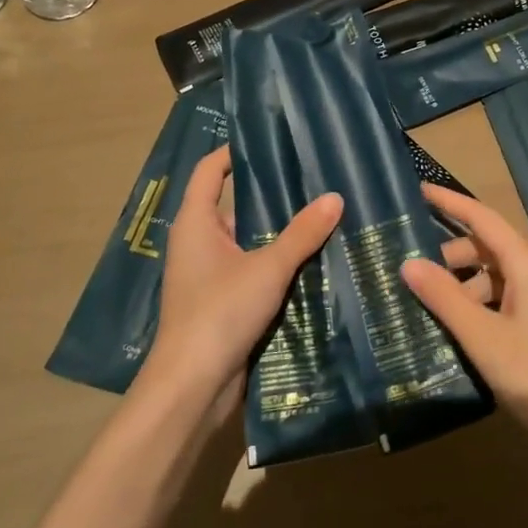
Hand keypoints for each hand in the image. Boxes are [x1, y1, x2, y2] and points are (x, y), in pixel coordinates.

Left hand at [138, 146, 341, 404]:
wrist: (193, 386)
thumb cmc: (220, 312)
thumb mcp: (267, 267)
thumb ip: (302, 233)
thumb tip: (335, 197)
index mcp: (196, 222)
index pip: (209, 170)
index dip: (234, 152)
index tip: (271, 141)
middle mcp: (198, 242)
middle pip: (233, 204)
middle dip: (270, 193)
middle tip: (312, 178)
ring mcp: (209, 274)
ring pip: (247, 239)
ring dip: (277, 230)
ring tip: (321, 213)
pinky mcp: (223, 301)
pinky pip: (252, 268)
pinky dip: (276, 261)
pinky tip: (311, 259)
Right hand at [402, 184, 527, 472]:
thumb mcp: (485, 339)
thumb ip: (445, 299)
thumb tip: (409, 263)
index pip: (483, 218)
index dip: (450, 203)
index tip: (418, 190)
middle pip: (489, 250)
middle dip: (452, 259)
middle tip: (415, 281)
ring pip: (500, 278)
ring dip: (467, 289)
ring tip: (435, 316)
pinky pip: (512, 299)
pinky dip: (485, 307)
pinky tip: (466, 334)